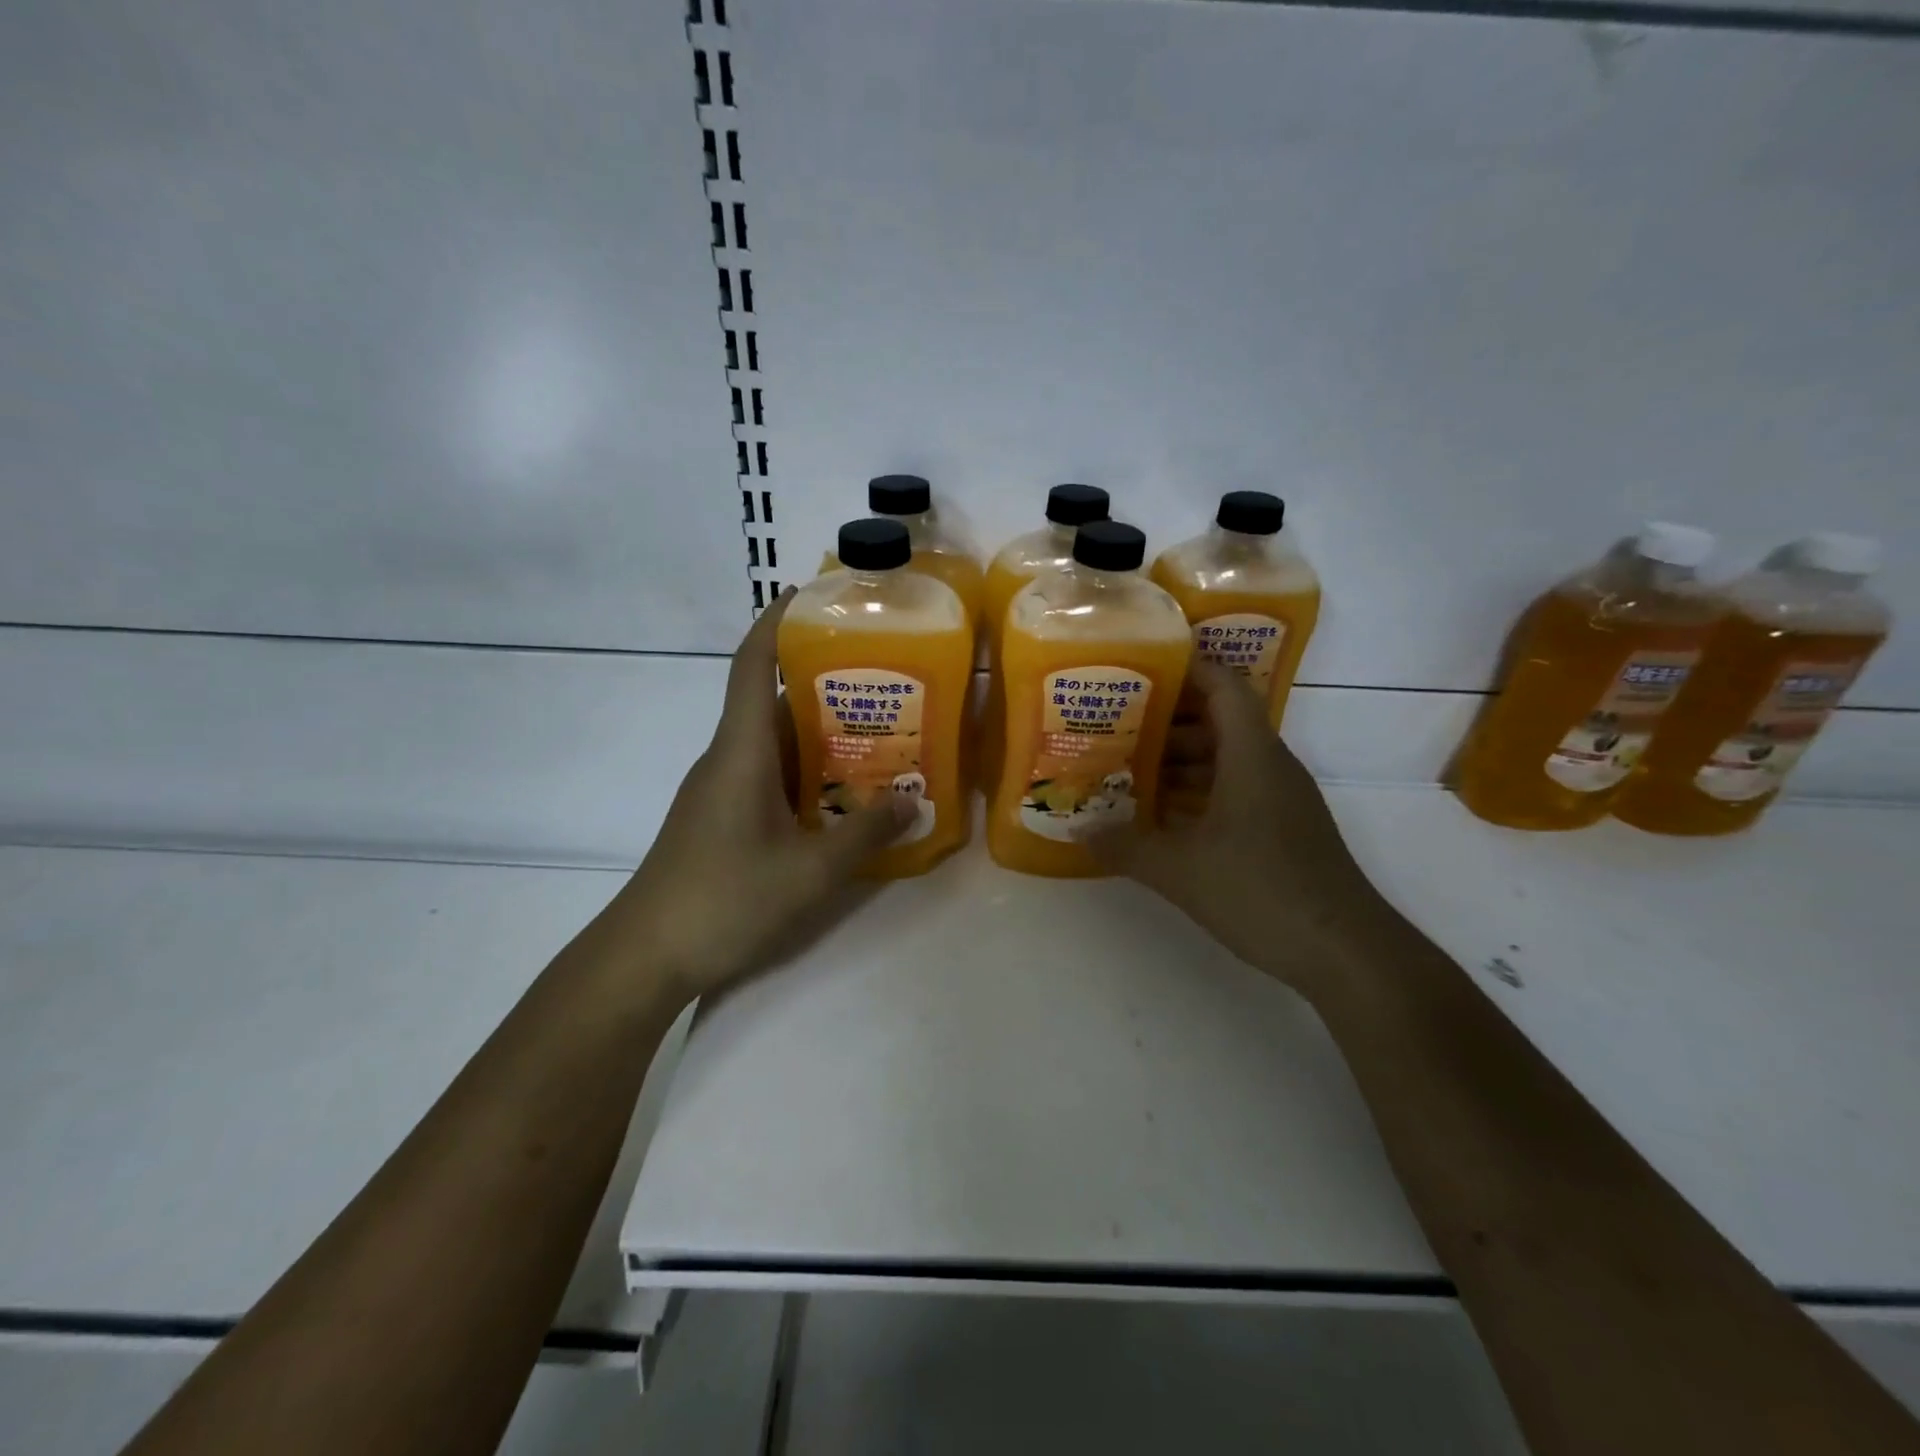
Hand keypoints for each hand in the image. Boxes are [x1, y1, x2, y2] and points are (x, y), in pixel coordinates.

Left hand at [607, 589, 912, 999]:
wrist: (646, 955)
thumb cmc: (725, 899)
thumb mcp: (810, 871)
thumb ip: (865, 834)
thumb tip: (912, 800)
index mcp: (742, 751)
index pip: (754, 667)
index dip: (777, 623)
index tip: (810, 595)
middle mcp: (728, 758)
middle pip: (774, 701)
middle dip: (824, 682)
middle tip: (883, 678)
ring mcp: (721, 789)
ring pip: (775, 742)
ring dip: (821, 733)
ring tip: (879, 732)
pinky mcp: (722, 817)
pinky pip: (770, 775)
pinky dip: (807, 771)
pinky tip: (843, 793)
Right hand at [1093, 661, 1388, 995]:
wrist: (1345, 952)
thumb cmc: (1261, 890)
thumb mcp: (1179, 869)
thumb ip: (1125, 845)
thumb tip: (1080, 829)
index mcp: (1252, 755)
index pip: (1222, 687)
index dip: (1185, 669)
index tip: (1139, 669)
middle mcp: (1270, 766)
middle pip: (1217, 723)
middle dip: (1165, 722)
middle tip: (1112, 727)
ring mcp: (1280, 800)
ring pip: (1224, 761)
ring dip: (1178, 762)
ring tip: (1126, 770)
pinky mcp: (1283, 830)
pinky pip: (1234, 792)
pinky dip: (1197, 793)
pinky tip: (1161, 817)